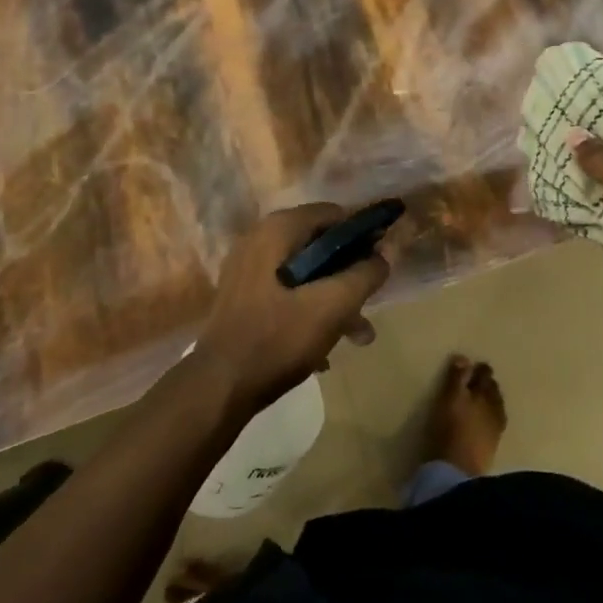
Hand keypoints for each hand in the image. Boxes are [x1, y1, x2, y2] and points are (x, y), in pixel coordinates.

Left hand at [195, 205, 390, 412]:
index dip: (362, 236)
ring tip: (357, 337)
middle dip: (349, 277)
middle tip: (369, 307)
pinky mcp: (242, 296)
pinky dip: (308, 310)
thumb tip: (385, 255)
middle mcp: (259, 239)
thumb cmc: (278, 339)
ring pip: (306, 274)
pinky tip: (323, 349)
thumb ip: (364, 275)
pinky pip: (287, 292)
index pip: (334, 214)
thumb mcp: (332, 306)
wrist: (218, 388)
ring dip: (334, 300)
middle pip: (320, 246)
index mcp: (278, 230)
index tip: (380, 265)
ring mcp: (247, 269)